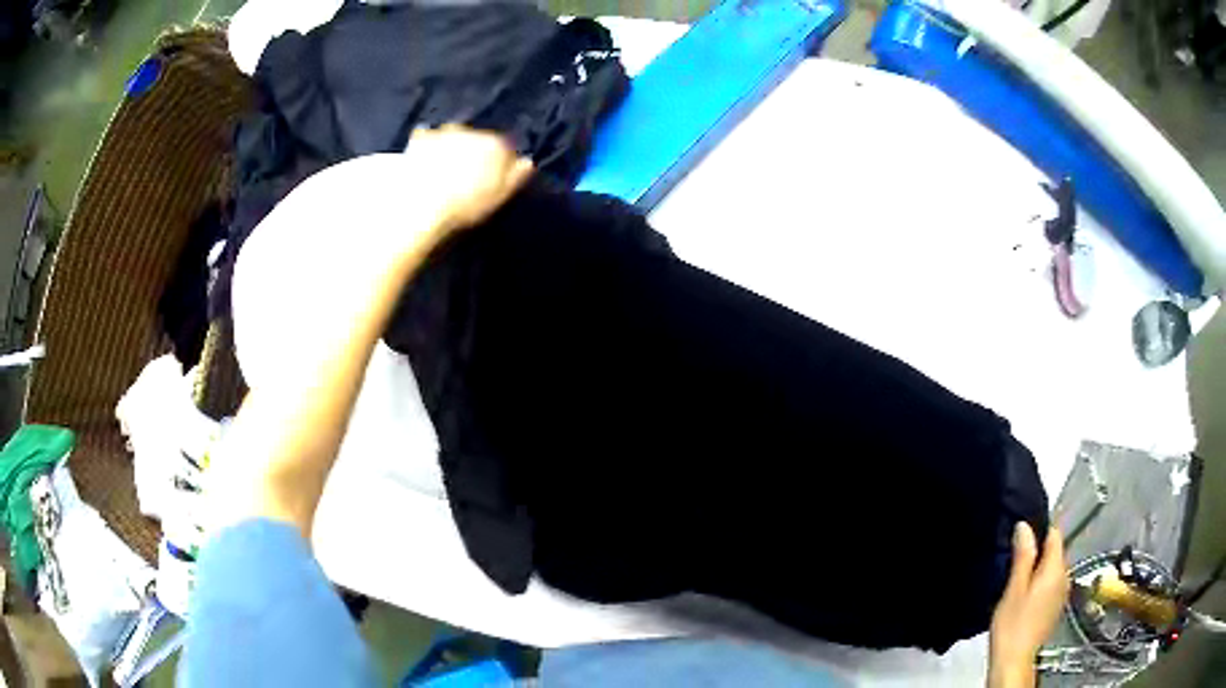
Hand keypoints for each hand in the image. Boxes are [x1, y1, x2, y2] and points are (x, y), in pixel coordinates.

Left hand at [403, 124, 533, 241]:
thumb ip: (517, 177)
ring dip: (454, 146)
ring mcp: (445, 132)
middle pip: (480, 139)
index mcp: (497, 145)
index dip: (502, 163)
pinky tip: (426, 159)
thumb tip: (528, 161)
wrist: (420, 207)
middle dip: (477, 152)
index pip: (507, 148)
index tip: (495, 178)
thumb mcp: (500, 197)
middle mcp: (473, 131)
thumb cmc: (466, 206)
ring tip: (446, 169)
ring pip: (456, 136)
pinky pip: (429, 138)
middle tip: (468, 175)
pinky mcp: (420, 138)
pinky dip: (429, 145)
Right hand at [988, 523, 1069, 687]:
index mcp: (1056, 568)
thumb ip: (1023, 557)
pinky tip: (1024, 597)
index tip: (1020, 537)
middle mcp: (1065, 576)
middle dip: (1038, 552)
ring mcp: (1062, 593)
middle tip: (1013, 561)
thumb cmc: (1012, 626)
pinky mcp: (1056, 607)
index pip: (1054, 534)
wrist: (1014, 662)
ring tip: (1016, 579)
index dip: (1039, 530)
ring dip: (1038, 569)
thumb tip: (1025, 526)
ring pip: (1052, 569)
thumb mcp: (1013, 589)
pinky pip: (1051, 585)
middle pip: (1055, 552)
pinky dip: (1040, 584)